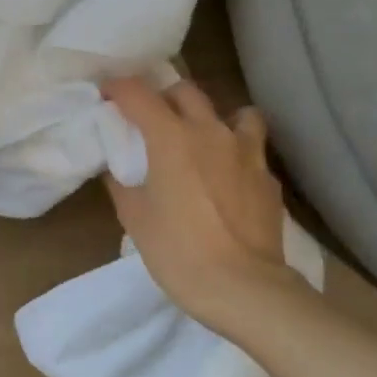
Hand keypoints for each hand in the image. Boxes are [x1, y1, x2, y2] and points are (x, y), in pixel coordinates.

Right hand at [101, 77, 303, 329]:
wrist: (243, 288)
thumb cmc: (178, 252)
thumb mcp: (134, 218)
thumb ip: (121, 183)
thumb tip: (115, 166)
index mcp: (171, 138)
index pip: (138, 93)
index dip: (118, 88)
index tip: (107, 95)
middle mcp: (211, 132)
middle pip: (186, 91)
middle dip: (163, 97)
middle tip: (150, 119)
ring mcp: (247, 152)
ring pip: (234, 111)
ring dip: (213, 117)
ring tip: (203, 140)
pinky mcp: (268, 177)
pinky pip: (251, 149)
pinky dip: (235, 153)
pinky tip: (227, 178)